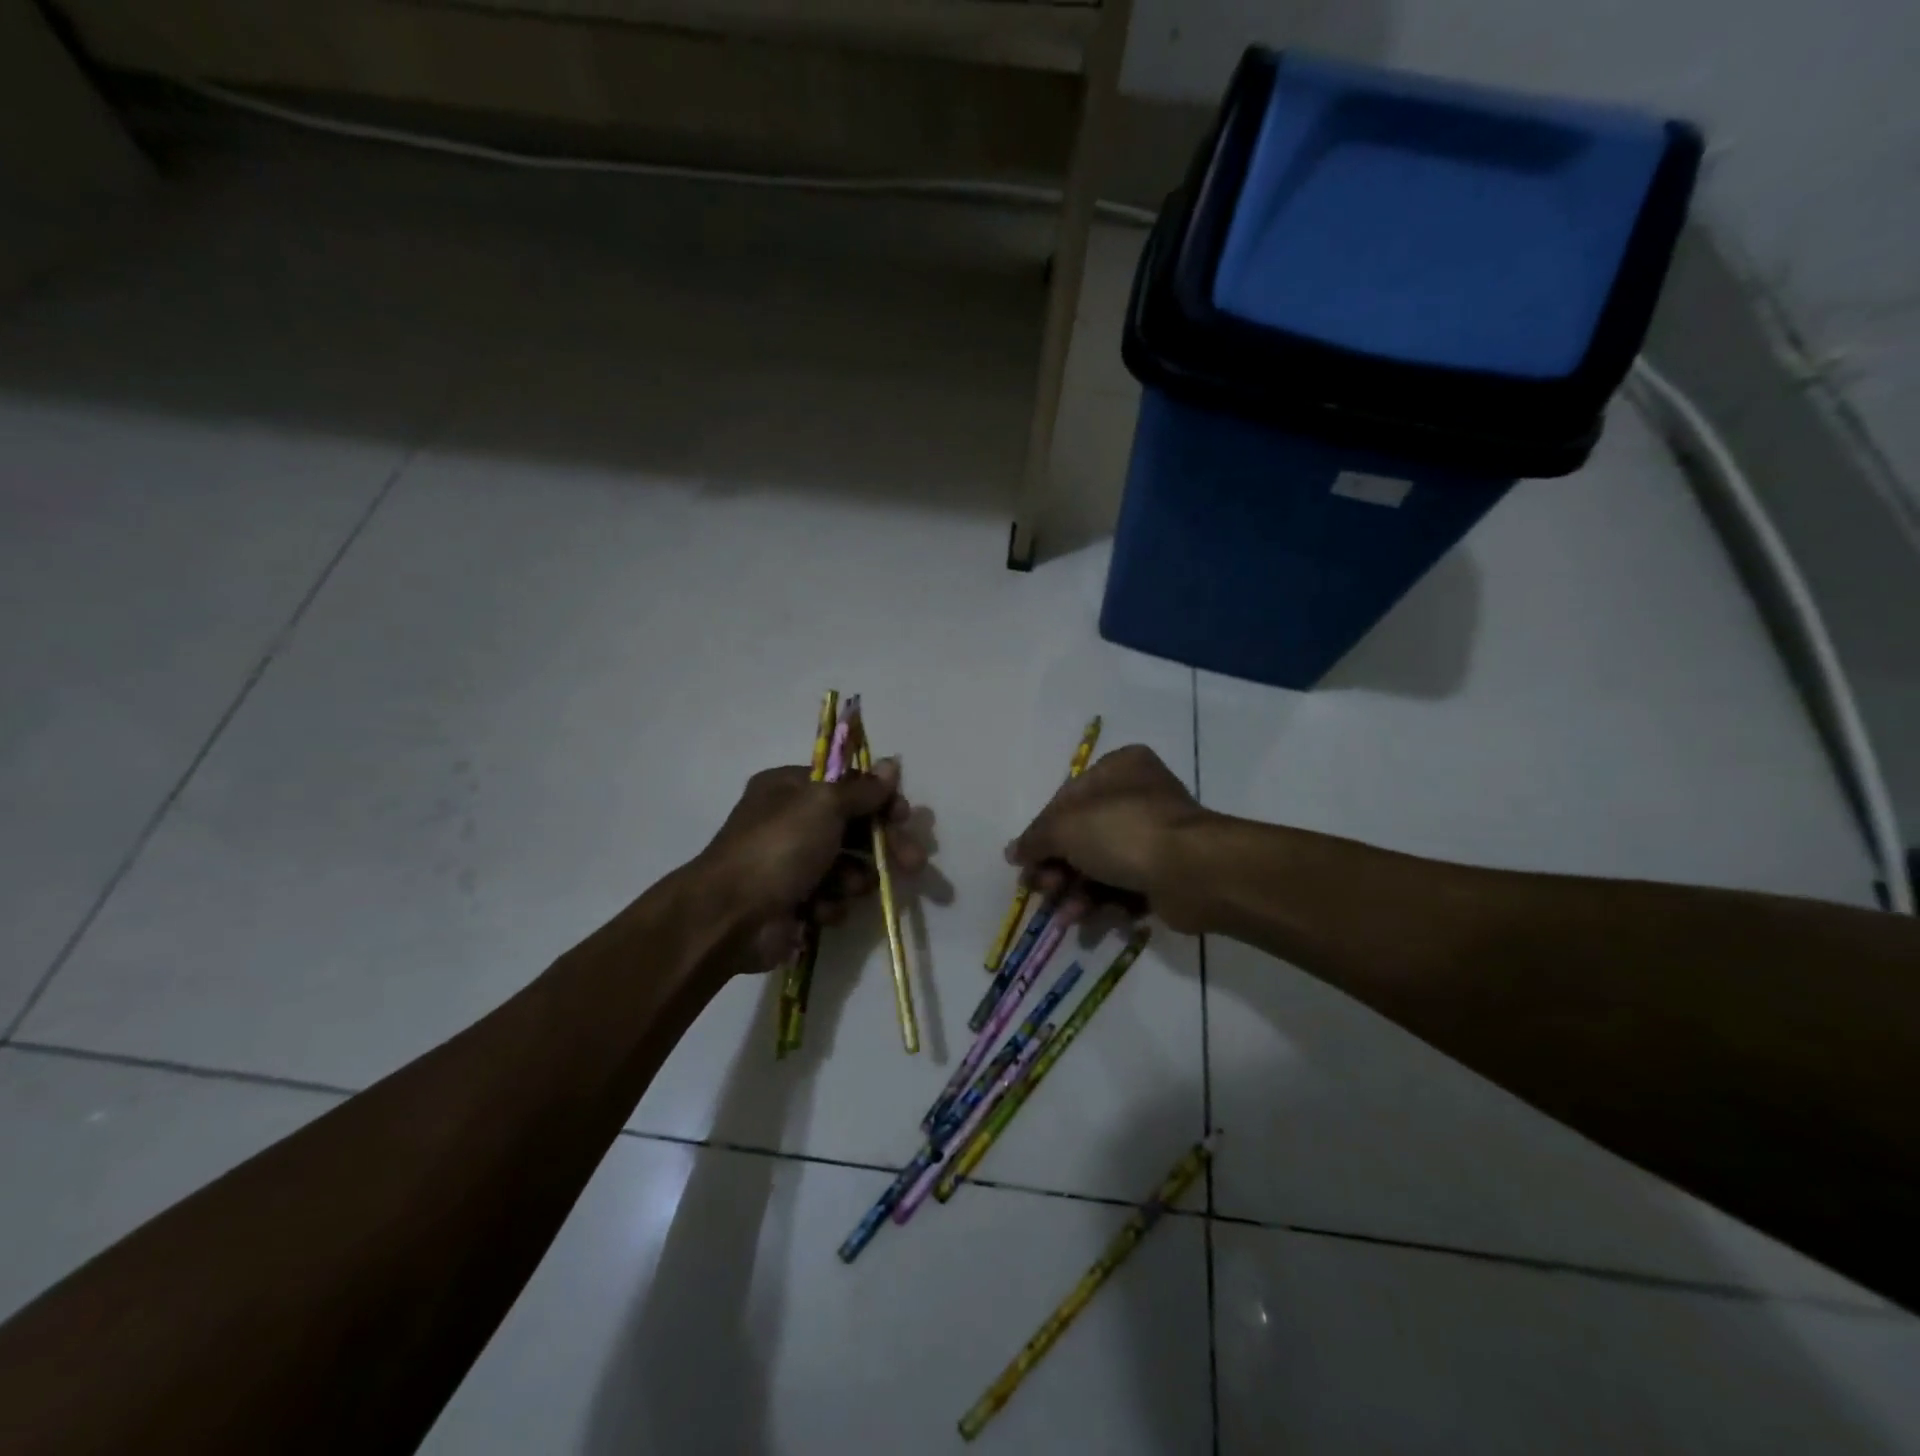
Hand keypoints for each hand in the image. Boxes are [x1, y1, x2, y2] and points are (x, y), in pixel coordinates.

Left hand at [697, 758, 926, 969]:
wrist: (731, 916)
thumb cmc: (779, 847)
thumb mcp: (824, 804)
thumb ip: (862, 788)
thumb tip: (890, 764)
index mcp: (790, 788)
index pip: (846, 785)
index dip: (879, 799)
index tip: (904, 816)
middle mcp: (789, 821)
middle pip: (853, 827)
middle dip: (884, 845)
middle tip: (914, 863)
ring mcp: (790, 864)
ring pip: (846, 866)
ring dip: (856, 877)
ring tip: (852, 888)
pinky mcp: (793, 902)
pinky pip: (829, 897)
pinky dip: (831, 904)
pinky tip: (821, 911)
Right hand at [1005, 745, 1214, 930]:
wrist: (1194, 872)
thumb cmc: (1124, 832)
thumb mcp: (1065, 827)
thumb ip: (1035, 839)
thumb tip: (1013, 853)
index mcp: (1118, 769)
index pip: (1066, 800)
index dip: (1042, 833)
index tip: (1025, 863)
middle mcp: (1139, 796)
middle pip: (1082, 835)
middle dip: (1057, 868)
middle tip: (1041, 891)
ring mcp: (1156, 835)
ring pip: (1102, 864)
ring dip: (1076, 891)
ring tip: (1064, 915)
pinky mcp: (1167, 873)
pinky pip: (1125, 886)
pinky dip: (1103, 904)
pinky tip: (1087, 921)